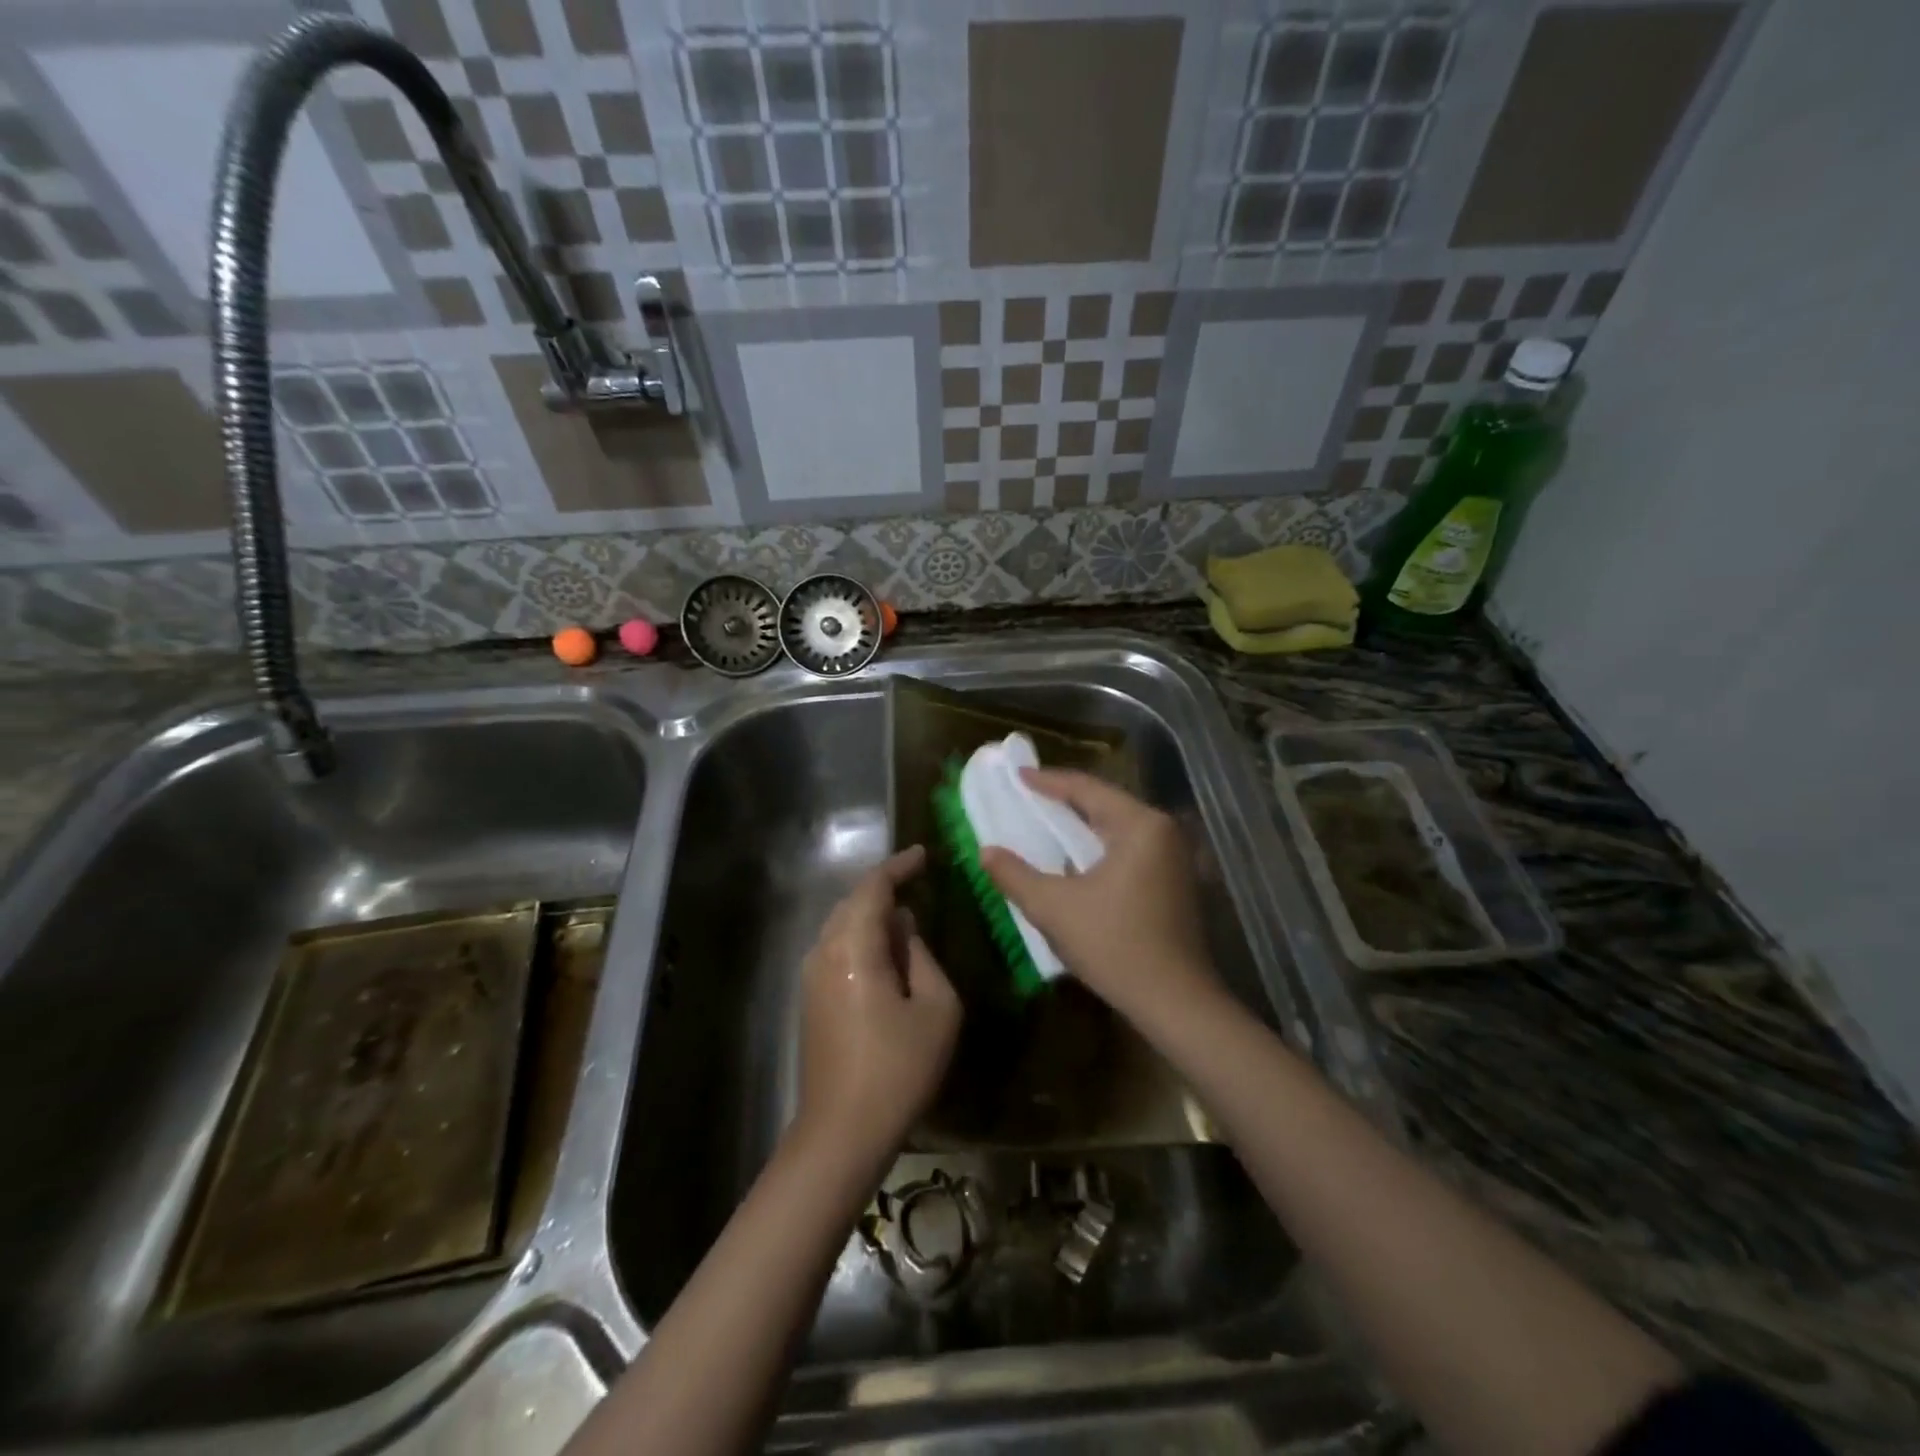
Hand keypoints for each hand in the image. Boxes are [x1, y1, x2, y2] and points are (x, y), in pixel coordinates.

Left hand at [795, 846, 961, 1166]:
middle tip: (919, 885)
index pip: (873, 888)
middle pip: (853, 903)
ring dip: (872, 917)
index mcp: (853, 947)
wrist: (842, 1132)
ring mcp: (811, 977)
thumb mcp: (936, 1008)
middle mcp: (823, 952)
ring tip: (907, 922)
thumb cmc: (899, 1068)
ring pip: (842, 927)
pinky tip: (886, 958)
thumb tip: (904, 930)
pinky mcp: (810, 1000)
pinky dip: (862, 941)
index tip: (923, 855)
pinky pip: (837, 951)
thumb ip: (922, 957)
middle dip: (885, 891)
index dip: (898, 866)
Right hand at [980, 772, 1215, 1025]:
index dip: (1048, 782)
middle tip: (1030, 797)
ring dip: (1083, 825)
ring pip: (1119, 828)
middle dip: (1066, 800)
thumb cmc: (1114, 945)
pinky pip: (1130, 848)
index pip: (1087, 789)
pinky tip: (1077, 858)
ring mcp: (1175, 857)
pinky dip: (1100, 846)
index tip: (1018, 776)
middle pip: (1106, 804)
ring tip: (1047, 823)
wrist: (1175, 1002)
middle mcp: (1163, 832)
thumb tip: (986, 851)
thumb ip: (1015, 875)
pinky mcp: (1176, 881)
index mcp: (1140, 825)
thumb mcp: (1053, 908)